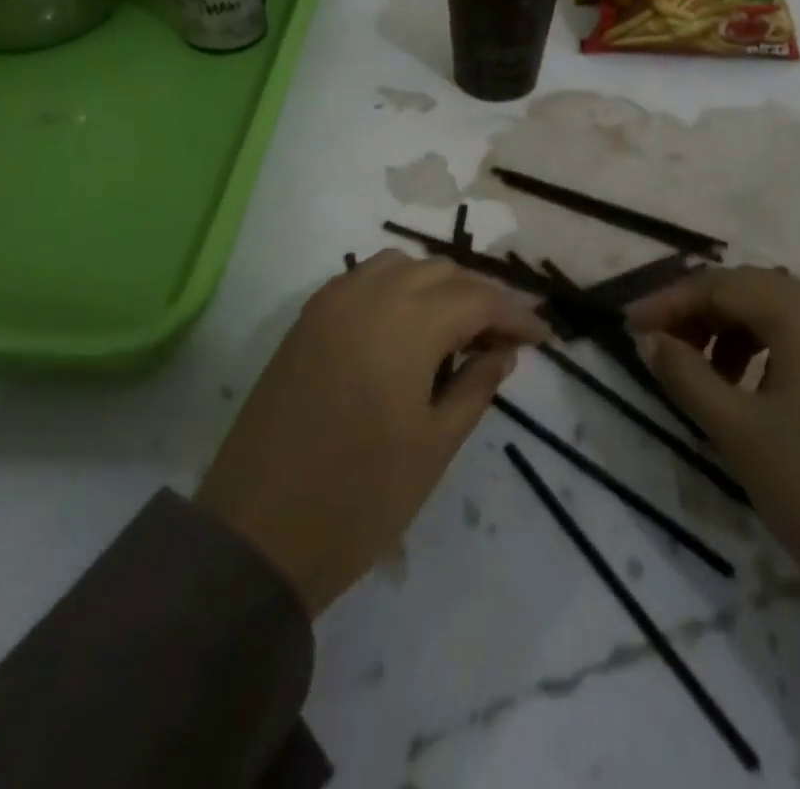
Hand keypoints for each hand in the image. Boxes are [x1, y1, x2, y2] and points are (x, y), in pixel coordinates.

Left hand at [195, 251, 549, 615]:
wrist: (256, 532)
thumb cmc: (359, 497)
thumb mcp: (434, 446)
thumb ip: (475, 387)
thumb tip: (503, 353)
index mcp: (407, 323)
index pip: (478, 299)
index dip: (515, 315)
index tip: (543, 338)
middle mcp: (369, 294)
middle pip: (442, 273)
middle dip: (479, 299)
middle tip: (502, 341)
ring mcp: (332, 301)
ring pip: (401, 267)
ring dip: (437, 287)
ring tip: (456, 331)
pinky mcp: (307, 318)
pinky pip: (364, 280)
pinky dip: (396, 290)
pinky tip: (406, 328)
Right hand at [627, 267, 799, 678]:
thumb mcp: (738, 432)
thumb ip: (684, 373)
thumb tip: (649, 339)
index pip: (723, 285)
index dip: (670, 301)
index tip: (631, 327)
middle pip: (755, 291)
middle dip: (701, 313)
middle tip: (662, 348)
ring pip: (785, 315)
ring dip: (736, 333)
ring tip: (706, 377)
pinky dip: (772, 352)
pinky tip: (756, 391)